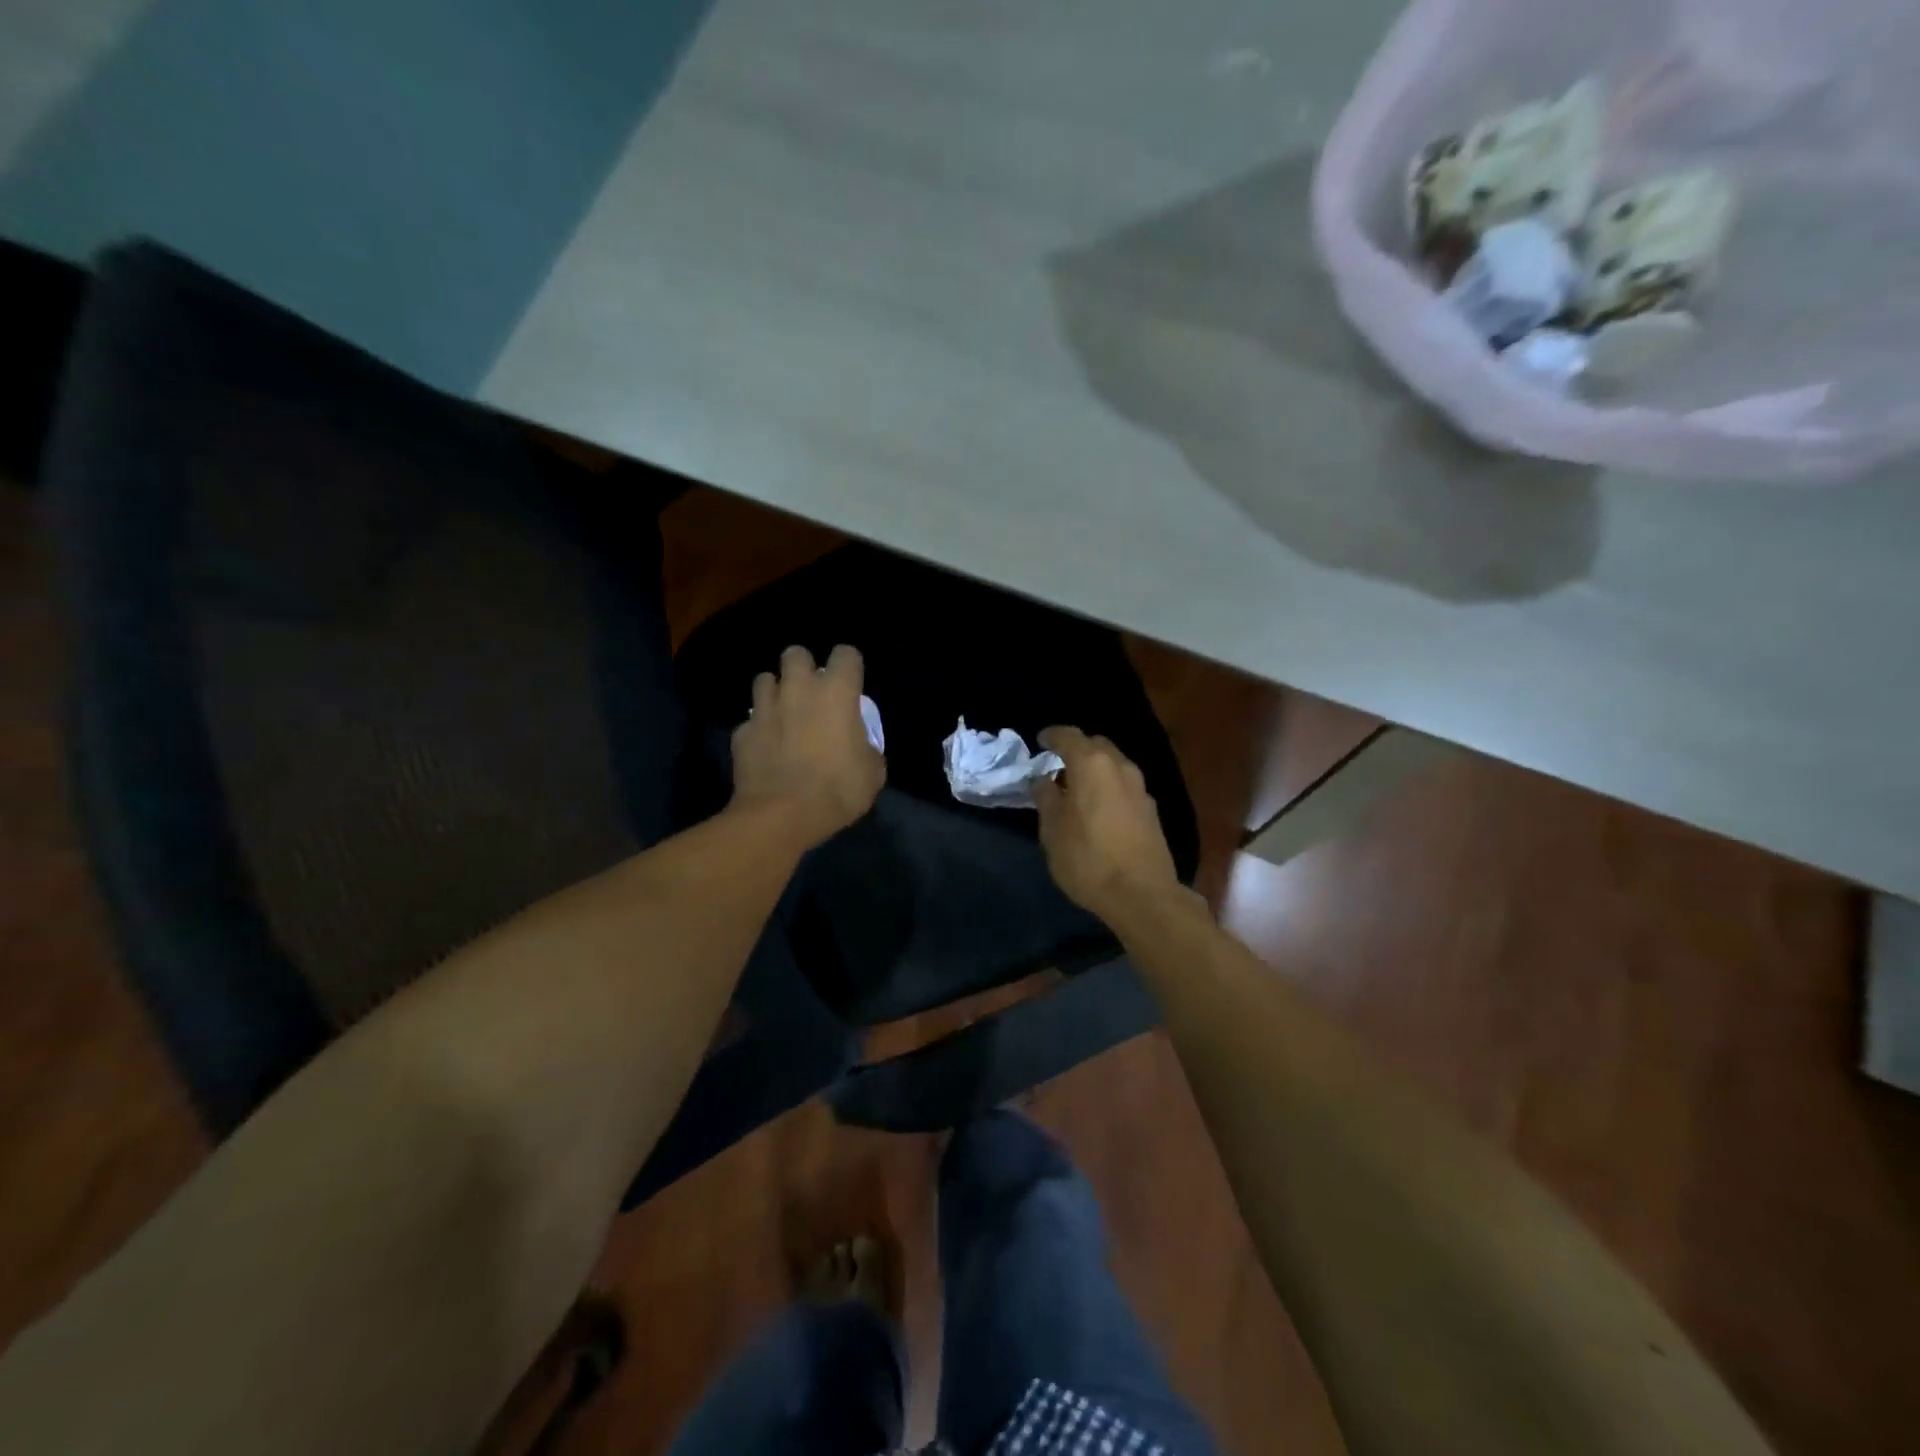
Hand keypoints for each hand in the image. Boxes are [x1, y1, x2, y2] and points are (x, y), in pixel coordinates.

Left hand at [730, 644, 885, 847]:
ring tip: (783, 713)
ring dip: (775, 692)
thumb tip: (859, 746)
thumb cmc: (837, 790)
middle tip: (811, 692)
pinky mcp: (741, 731)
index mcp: (836, 693)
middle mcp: (798, 689)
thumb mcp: (872, 773)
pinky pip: (750, 720)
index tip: (851, 684)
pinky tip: (765, 748)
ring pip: (765, 679)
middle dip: (803, 667)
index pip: (846, 654)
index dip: (849, 666)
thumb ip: (867, 748)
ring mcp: (764, 708)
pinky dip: (758, 729)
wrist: (781, 816)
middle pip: (796, 653)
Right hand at [1031, 726, 1183, 926]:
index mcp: (1091, 764)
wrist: (1142, 895)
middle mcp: (1120, 767)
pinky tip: (1098, 807)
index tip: (1040, 741)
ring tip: (1076, 788)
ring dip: (1095, 769)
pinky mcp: (1151, 810)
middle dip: (1076, 749)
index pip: (1068, 736)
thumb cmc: (1087, 859)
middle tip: (1057, 765)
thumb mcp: (1052, 829)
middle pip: (1096, 745)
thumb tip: (1043, 779)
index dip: (1052, 736)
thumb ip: (1046, 797)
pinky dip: (1108, 786)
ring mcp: (1140, 788)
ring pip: (1113, 764)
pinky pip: (1124, 785)